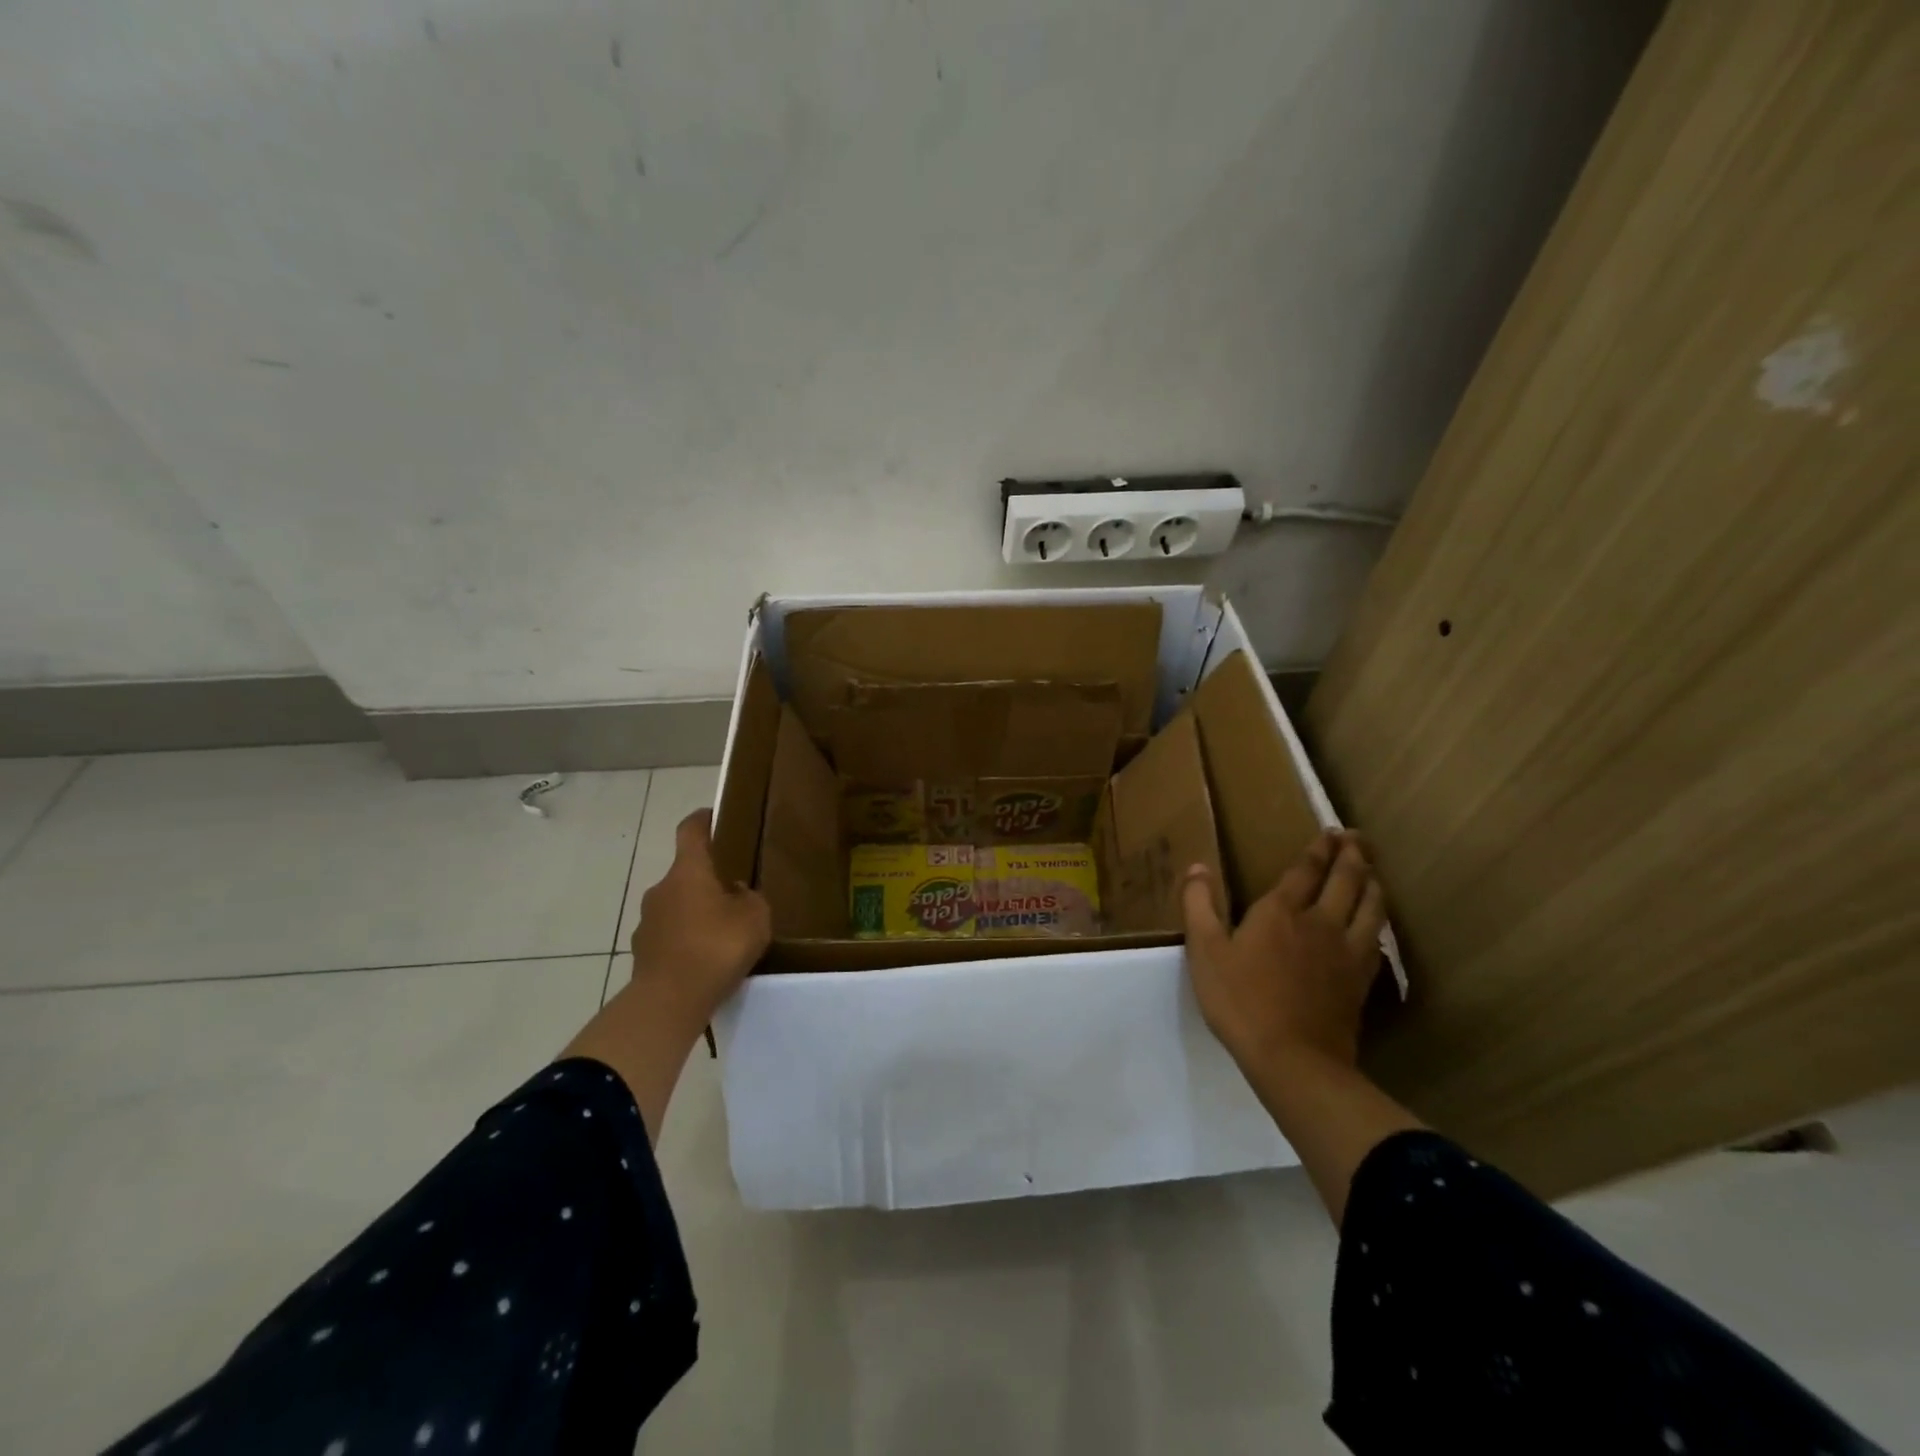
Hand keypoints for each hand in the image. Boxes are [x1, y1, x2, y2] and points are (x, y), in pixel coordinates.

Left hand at [628, 809, 771, 1025]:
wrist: (669, 1001)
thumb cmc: (716, 947)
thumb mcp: (755, 918)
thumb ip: (750, 899)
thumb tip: (736, 893)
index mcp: (688, 871)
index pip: (691, 831)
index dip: (702, 820)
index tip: (713, 815)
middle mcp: (661, 889)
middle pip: (685, 873)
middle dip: (707, 880)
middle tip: (734, 894)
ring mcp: (647, 921)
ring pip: (676, 906)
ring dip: (695, 912)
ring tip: (721, 934)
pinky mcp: (643, 952)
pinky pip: (669, 936)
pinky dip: (685, 940)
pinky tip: (705, 960)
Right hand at [1181, 831, 1386, 1073]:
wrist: (1294, 1059)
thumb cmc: (1241, 1001)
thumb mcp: (1205, 951)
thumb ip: (1199, 906)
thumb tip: (1197, 867)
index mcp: (1281, 911)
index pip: (1306, 870)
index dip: (1318, 849)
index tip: (1329, 832)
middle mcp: (1320, 922)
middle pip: (1346, 880)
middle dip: (1352, 855)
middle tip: (1357, 837)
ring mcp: (1347, 951)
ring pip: (1371, 906)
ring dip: (1373, 882)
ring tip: (1372, 871)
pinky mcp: (1361, 980)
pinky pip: (1377, 939)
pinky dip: (1379, 921)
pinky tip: (1376, 924)